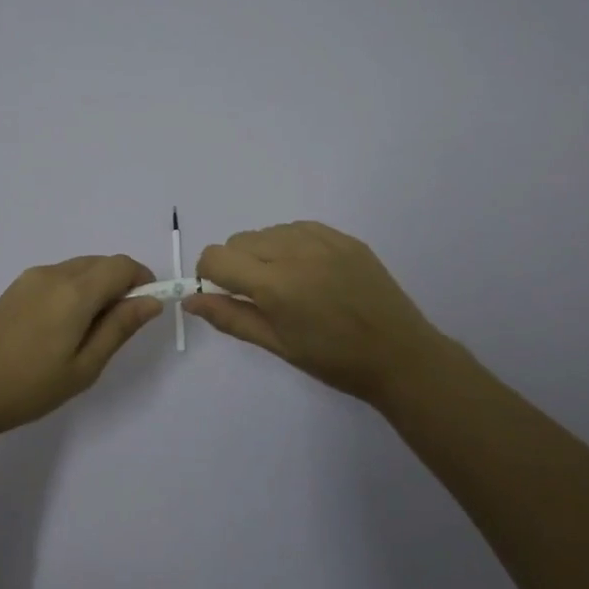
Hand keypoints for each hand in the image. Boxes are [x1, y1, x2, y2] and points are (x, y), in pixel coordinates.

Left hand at [0, 255, 163, 445]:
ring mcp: (30, 279)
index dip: (142, 281)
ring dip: (96, 288)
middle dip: (120, 285)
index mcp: (75, 291)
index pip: (122, 265)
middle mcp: (54, 274)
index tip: (145, 311)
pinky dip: (74, 291)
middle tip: (117, 329)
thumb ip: (119, 328)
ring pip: (79, 269)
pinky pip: (58, 278)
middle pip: (101, 263)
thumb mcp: (84, 367)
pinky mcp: (14, 289)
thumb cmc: (28, 387)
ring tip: (87, 334)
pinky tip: (60, 329)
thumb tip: (152, 301)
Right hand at [184, 221, 449, 409]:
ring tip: (289, 285)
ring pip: (266, 232)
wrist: (399, 354)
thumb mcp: (276, 345)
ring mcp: (321, 239)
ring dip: (263, 254)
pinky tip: (309, 272)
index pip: (216, 257)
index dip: (209, 275)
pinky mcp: (342, 236)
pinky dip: (290, 245)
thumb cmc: (333, 360)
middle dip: (235, 265)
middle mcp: (293, 250)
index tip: (223, 295)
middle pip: (238, 241)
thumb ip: (230, 317)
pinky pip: (297, 228)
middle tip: (259, 297)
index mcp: (274, 283)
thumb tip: (190, 301)